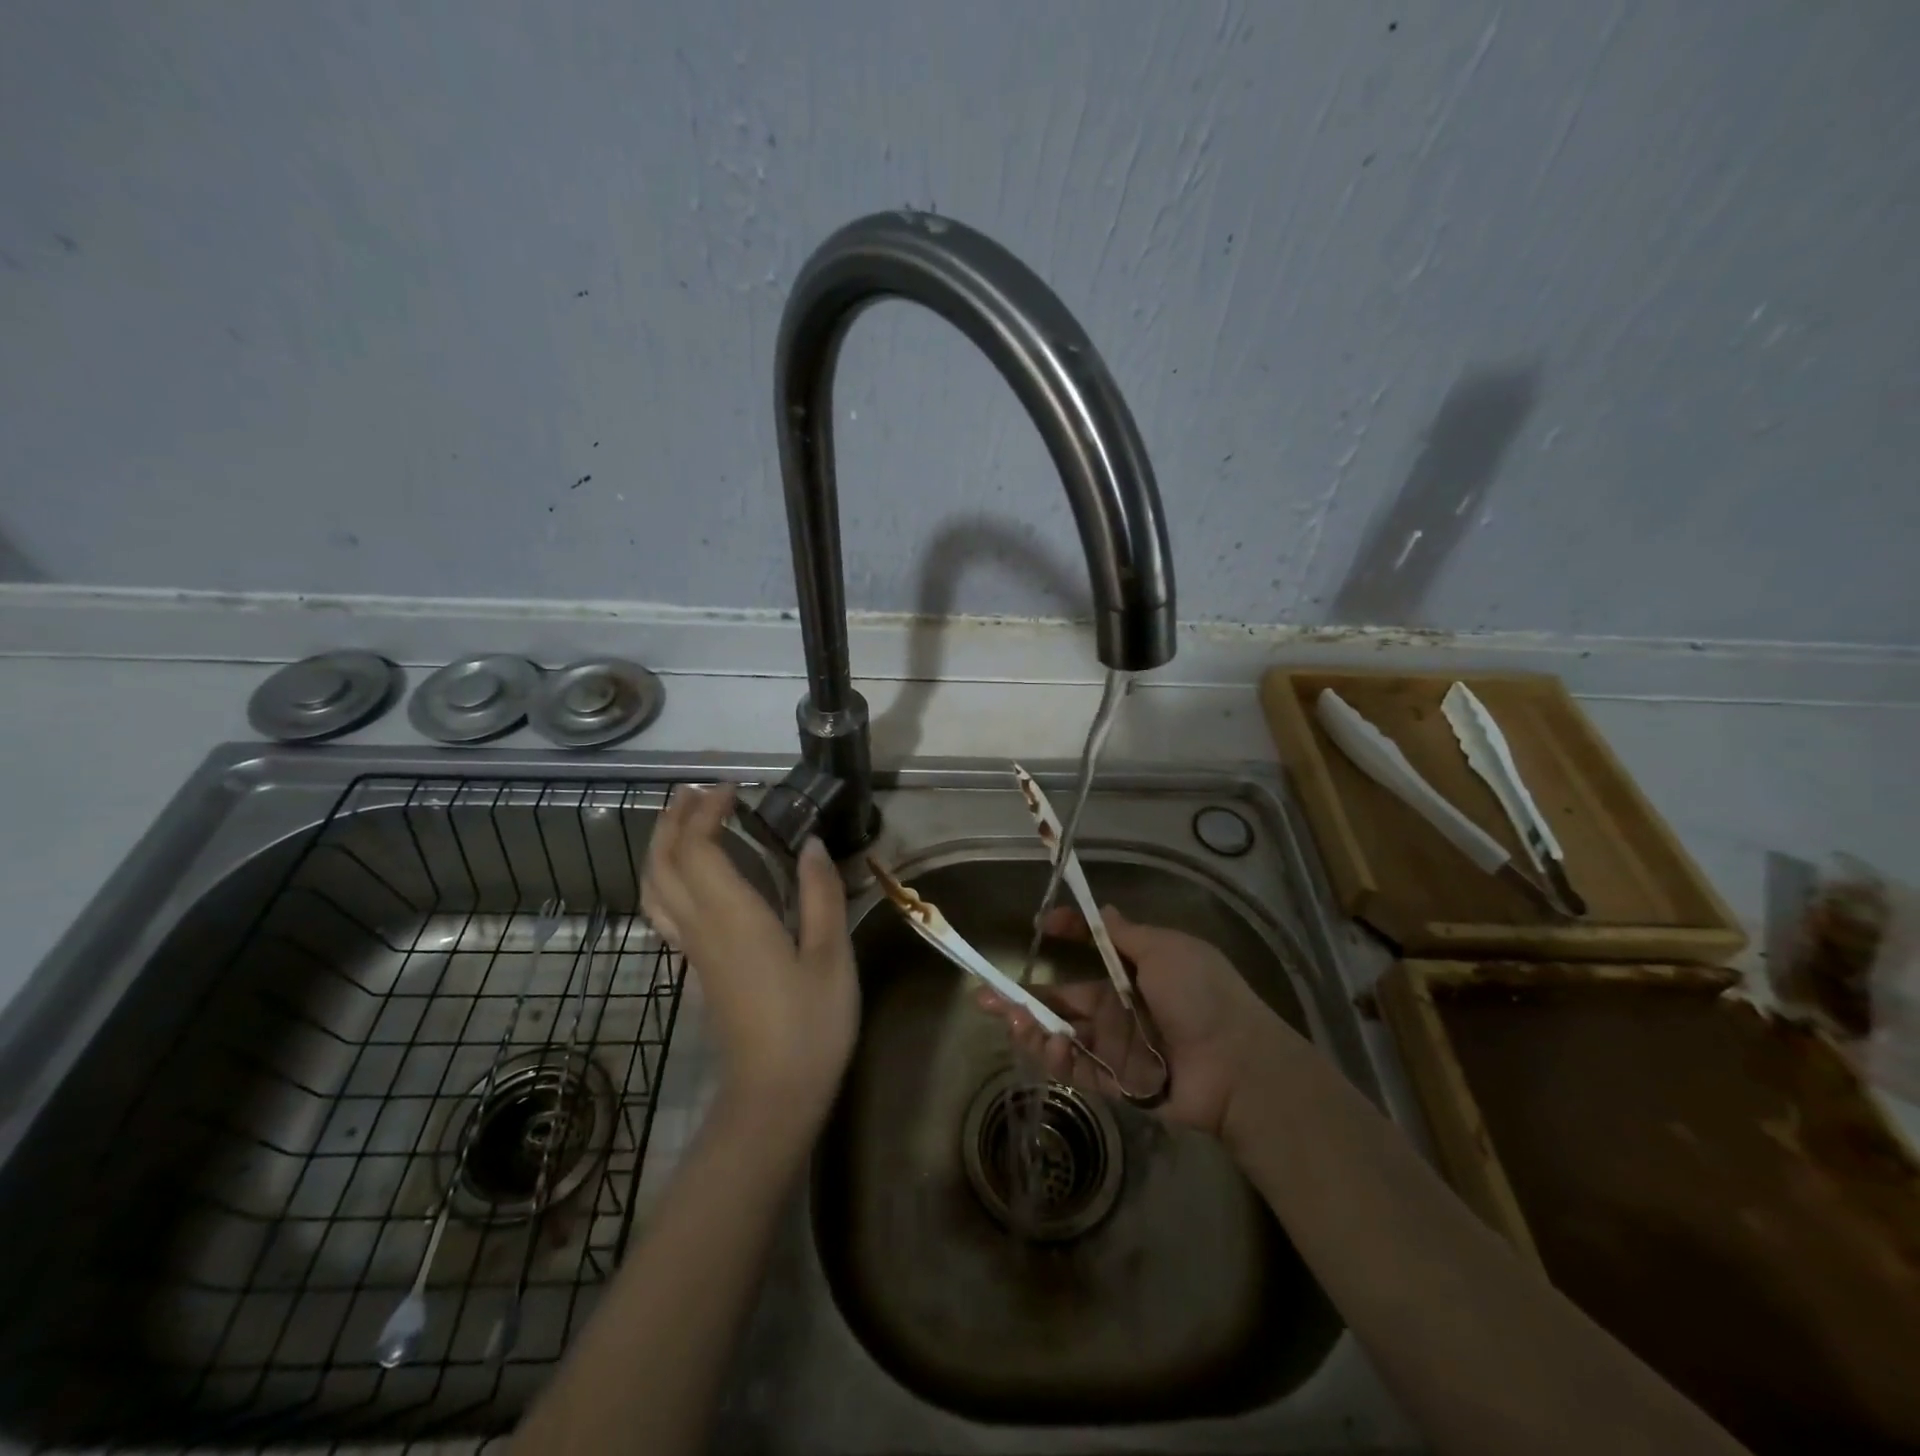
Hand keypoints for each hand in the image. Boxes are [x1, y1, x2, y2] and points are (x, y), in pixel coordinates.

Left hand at [641, 784, 858, 1125]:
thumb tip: (810, 844)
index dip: (705, 812)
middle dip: (674, 820)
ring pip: (655, 889)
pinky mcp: (697, 970)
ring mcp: (693, 952)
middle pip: (664, 864)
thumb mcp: (830, 955)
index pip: (697, 849)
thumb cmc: (810, 1024)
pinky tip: (691, 878)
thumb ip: (821, 894)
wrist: (773, 1097)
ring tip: (685, 822)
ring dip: (663, 847)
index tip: (733, 789)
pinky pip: (665, 911)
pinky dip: (667, 878)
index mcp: (732, 918)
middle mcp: (701, 928)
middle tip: (699, 792)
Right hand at [975, 904, 1289, 1138]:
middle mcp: (1120, 1009)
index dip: (1067, 935)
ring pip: (1063, 1036)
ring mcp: (1117, 1047)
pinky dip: (1057, 1057)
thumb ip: (1127, 935)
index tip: (1041, 925)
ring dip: (1032, 1027)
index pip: (1091, 950)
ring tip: (1010, 1018)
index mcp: (1134, 973)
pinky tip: (1047, 1042)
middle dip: (1025, 997)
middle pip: (1063, 1001)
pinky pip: (1078, 1069)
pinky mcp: (1117, 1083)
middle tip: (985, 995)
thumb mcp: (1166, 949)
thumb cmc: (1202, 994)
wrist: (1238, 1064)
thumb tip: (1103, 910)